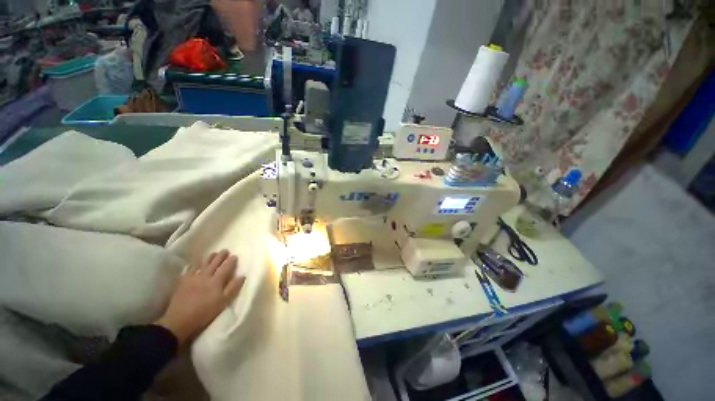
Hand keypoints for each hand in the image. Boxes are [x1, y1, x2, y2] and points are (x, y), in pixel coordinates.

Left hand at [155, 250, 244, 344]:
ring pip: (203, 263)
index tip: (235, 256)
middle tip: (225, 250)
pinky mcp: (183, 281)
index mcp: (216, 281)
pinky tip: (196, 262)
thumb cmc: (204, 312)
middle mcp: (205, 276)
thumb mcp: (223, 302)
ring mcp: (193, 277)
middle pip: (215, 263)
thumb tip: (242, 276)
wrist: (179, 321)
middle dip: (221, 256)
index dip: (231, 261)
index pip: (226, 267)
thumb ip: (233, 288)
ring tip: (213, 253)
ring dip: (209, 257)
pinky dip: (195, 264)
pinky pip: (190, 268)